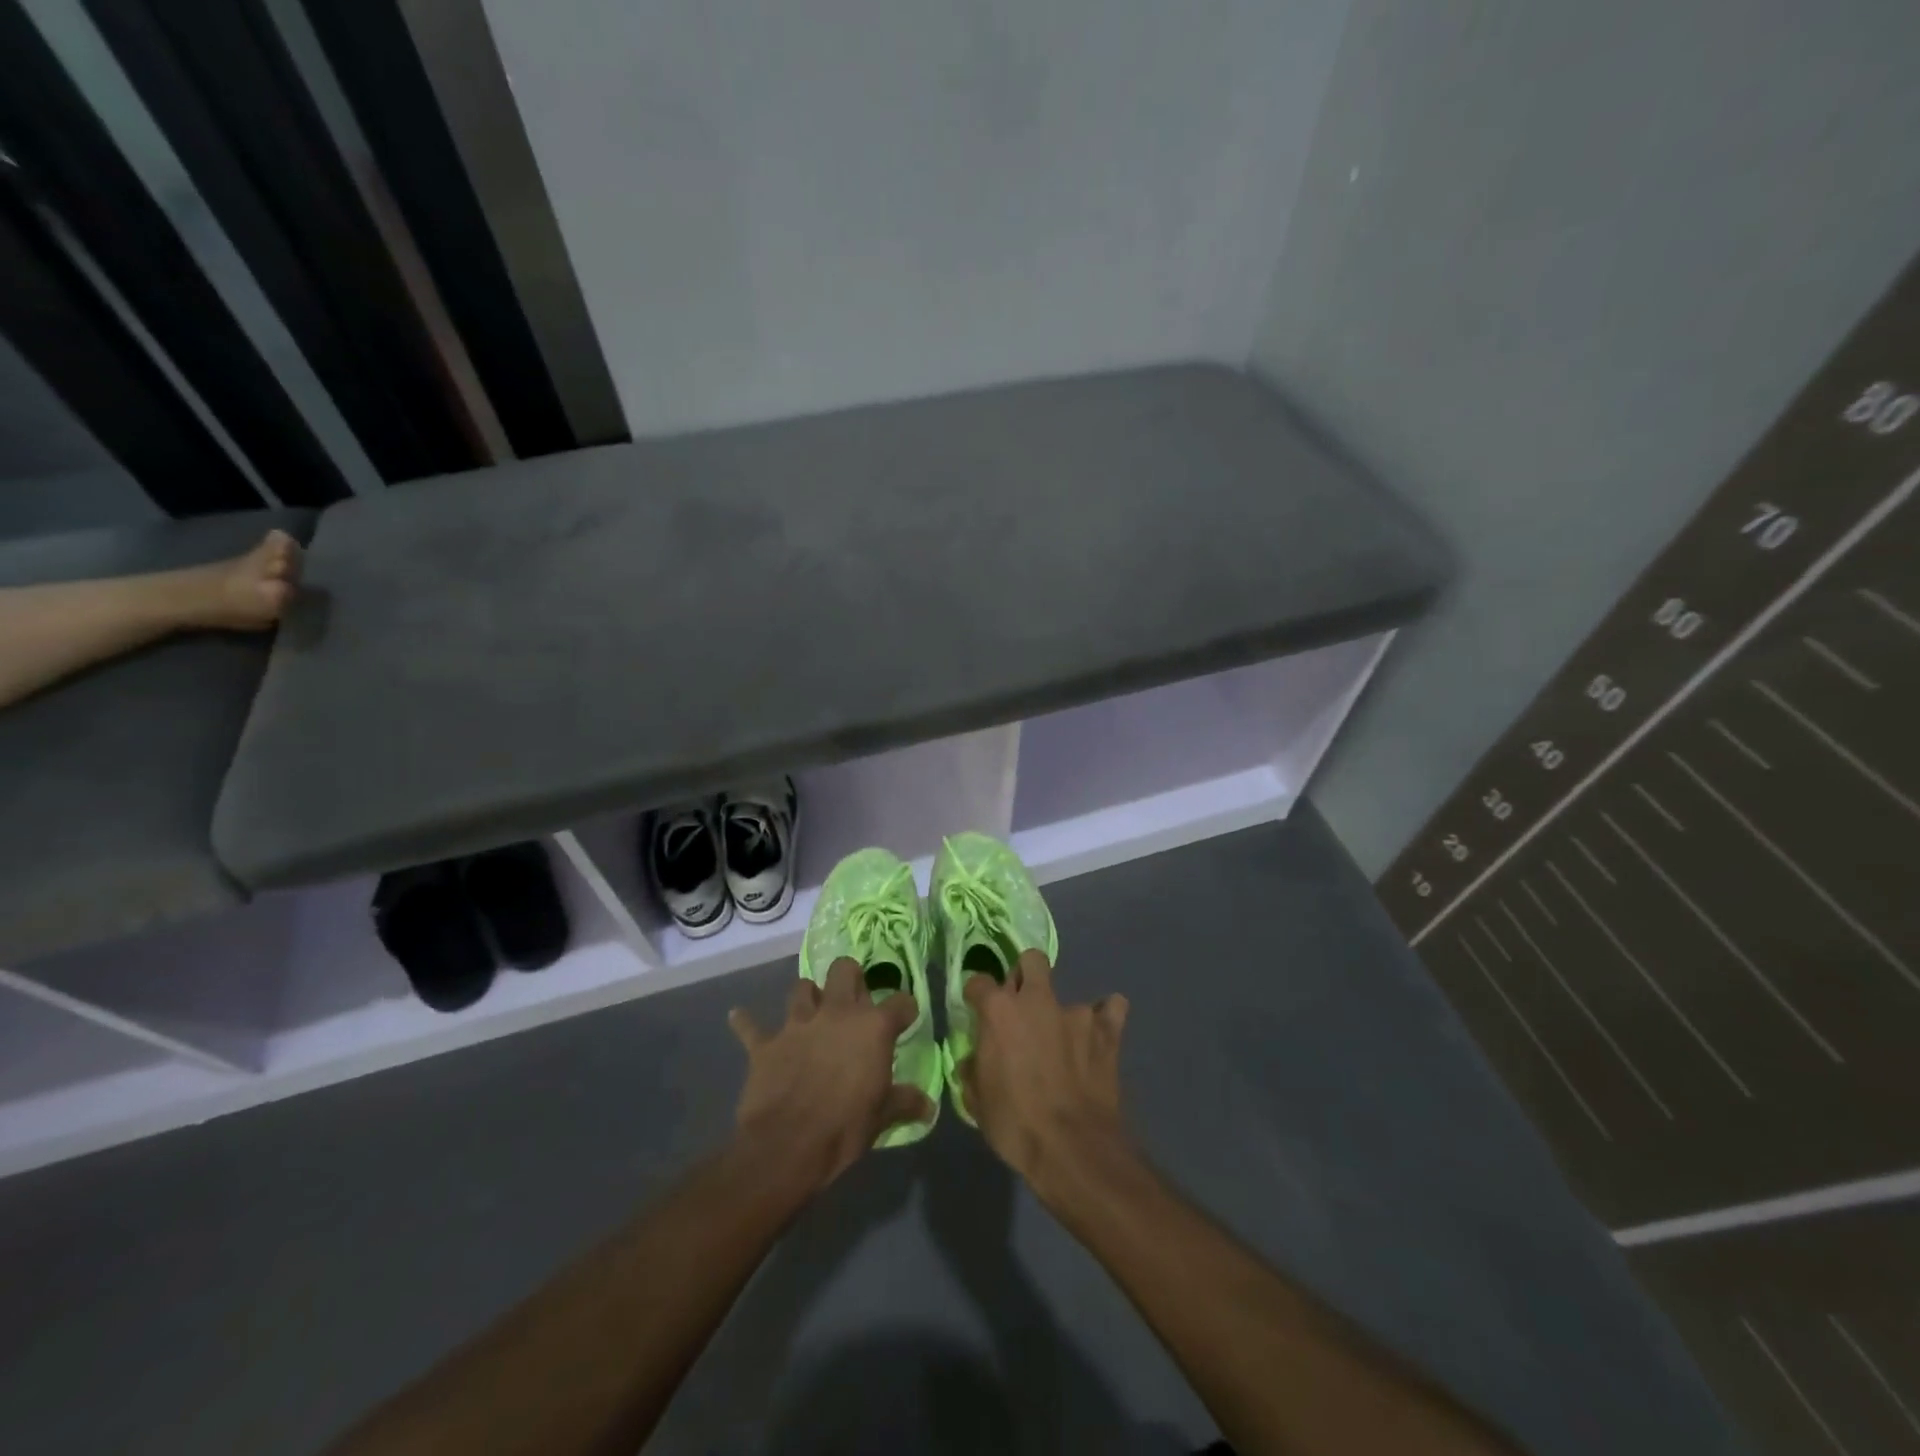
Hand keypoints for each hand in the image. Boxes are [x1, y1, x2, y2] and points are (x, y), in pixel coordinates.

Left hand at [728, 959, 933, 1192]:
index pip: (900, 1003)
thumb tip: (929, 1106)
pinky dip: (746, 1022)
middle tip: (853, 998)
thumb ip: (905, 1102)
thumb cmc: (844, 1129)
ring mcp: (798, 1025)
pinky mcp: (766, 1044)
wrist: (787, 1148)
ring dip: (807, 996)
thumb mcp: (882, 1117)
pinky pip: (751, 1027)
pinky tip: (738, 1016)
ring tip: (811, 1009)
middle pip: (844, 970)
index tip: (905, 1019)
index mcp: (872, 1028)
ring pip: (802, 988)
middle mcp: (836, 1014)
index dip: (904, 1010)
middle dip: (850, 977)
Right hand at [957, 949, 1131, 1201]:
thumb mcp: (978, 1100)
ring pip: (1070, 994)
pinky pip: (1111, 1010)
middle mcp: (1037, 1000)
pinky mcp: (1107, 1030)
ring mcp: (1075, 1012)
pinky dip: (1106, 1018)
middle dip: (1025, 975)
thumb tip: (976, 1060)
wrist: (1072, 1147)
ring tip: (1066, 1041)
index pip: (979, 982)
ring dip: (1063, 1014)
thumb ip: (975, 1069)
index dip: (977, 996)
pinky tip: (1100, 1035)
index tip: (978, 1010)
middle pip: (1031, 961)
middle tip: (1023, 1006)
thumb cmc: (1015, 1124)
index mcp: (999, 1011)